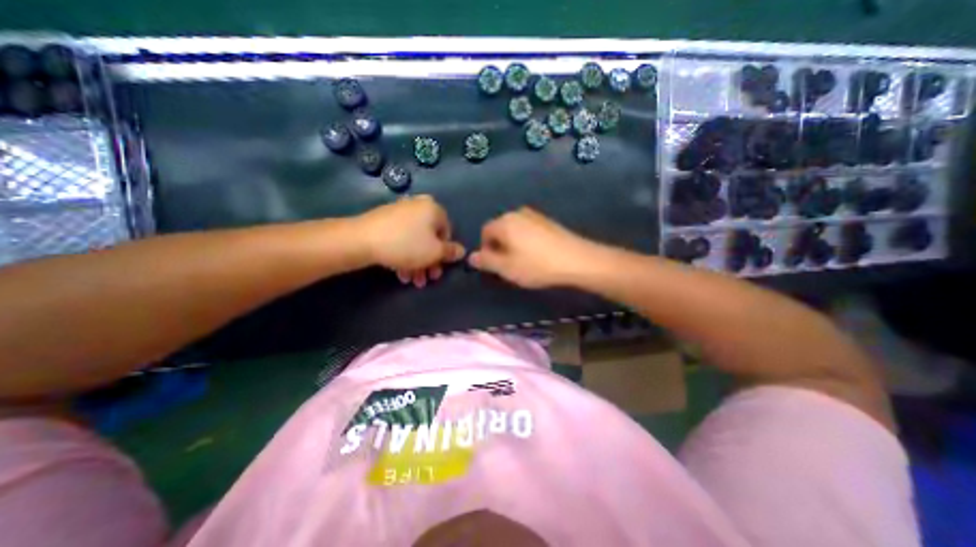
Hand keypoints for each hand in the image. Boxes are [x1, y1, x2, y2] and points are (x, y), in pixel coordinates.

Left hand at [358, 194, 464, 284]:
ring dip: (417, 263)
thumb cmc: (406, 245)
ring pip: (415, 241)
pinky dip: (404, 255)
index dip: (445, 253)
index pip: (448, 233)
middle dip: (430, 262)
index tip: (440, 268)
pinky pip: (401, 239)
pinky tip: (400, 273)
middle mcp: (418, 207)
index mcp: (434, 209)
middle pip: (430, 239)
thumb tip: (462, 251)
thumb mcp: (435, 252)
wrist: (361, 240)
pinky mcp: (384, 221)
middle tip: (428, 278)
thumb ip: (451, 252)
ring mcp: (400, 212)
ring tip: (413, 281)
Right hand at [471, 206, 598, 291]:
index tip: (495, 265)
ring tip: (524, 262)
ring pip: (515, 230)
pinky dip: (526, 241)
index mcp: (504, 222)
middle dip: (499, 247)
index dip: (486, 249)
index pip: (485, 232)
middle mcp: (517, 213)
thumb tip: (471, 257)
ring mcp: (535, 215)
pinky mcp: (548, 221)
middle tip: (509, 265)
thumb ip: (486, 261)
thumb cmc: (537, 265)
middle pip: (499, 229)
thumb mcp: (507, 268)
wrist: (577, 260)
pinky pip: (528, 230)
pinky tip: (537, 255)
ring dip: (513, 244)